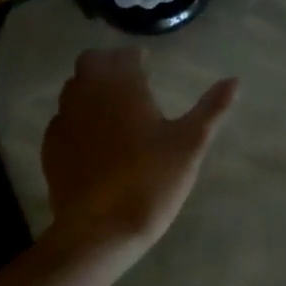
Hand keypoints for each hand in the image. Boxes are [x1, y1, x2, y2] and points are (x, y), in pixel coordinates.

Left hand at [41, 47, 238, 263]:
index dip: (136, 56)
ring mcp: (64, 120)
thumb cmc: (151, 181)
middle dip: (109, 64)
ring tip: (111, 106)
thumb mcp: (190, 144)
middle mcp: (88, 94)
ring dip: (90, 88)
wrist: (100, 230)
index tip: (146, 62)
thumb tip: (234, 79)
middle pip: (91, 63)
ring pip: (73, 88)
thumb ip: (211, 108)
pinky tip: (91, 137)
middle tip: (128, 79)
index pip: (124, 55)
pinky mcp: (50, 147)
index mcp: (122, 86)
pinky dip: (77, 117)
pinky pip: (62, 119)